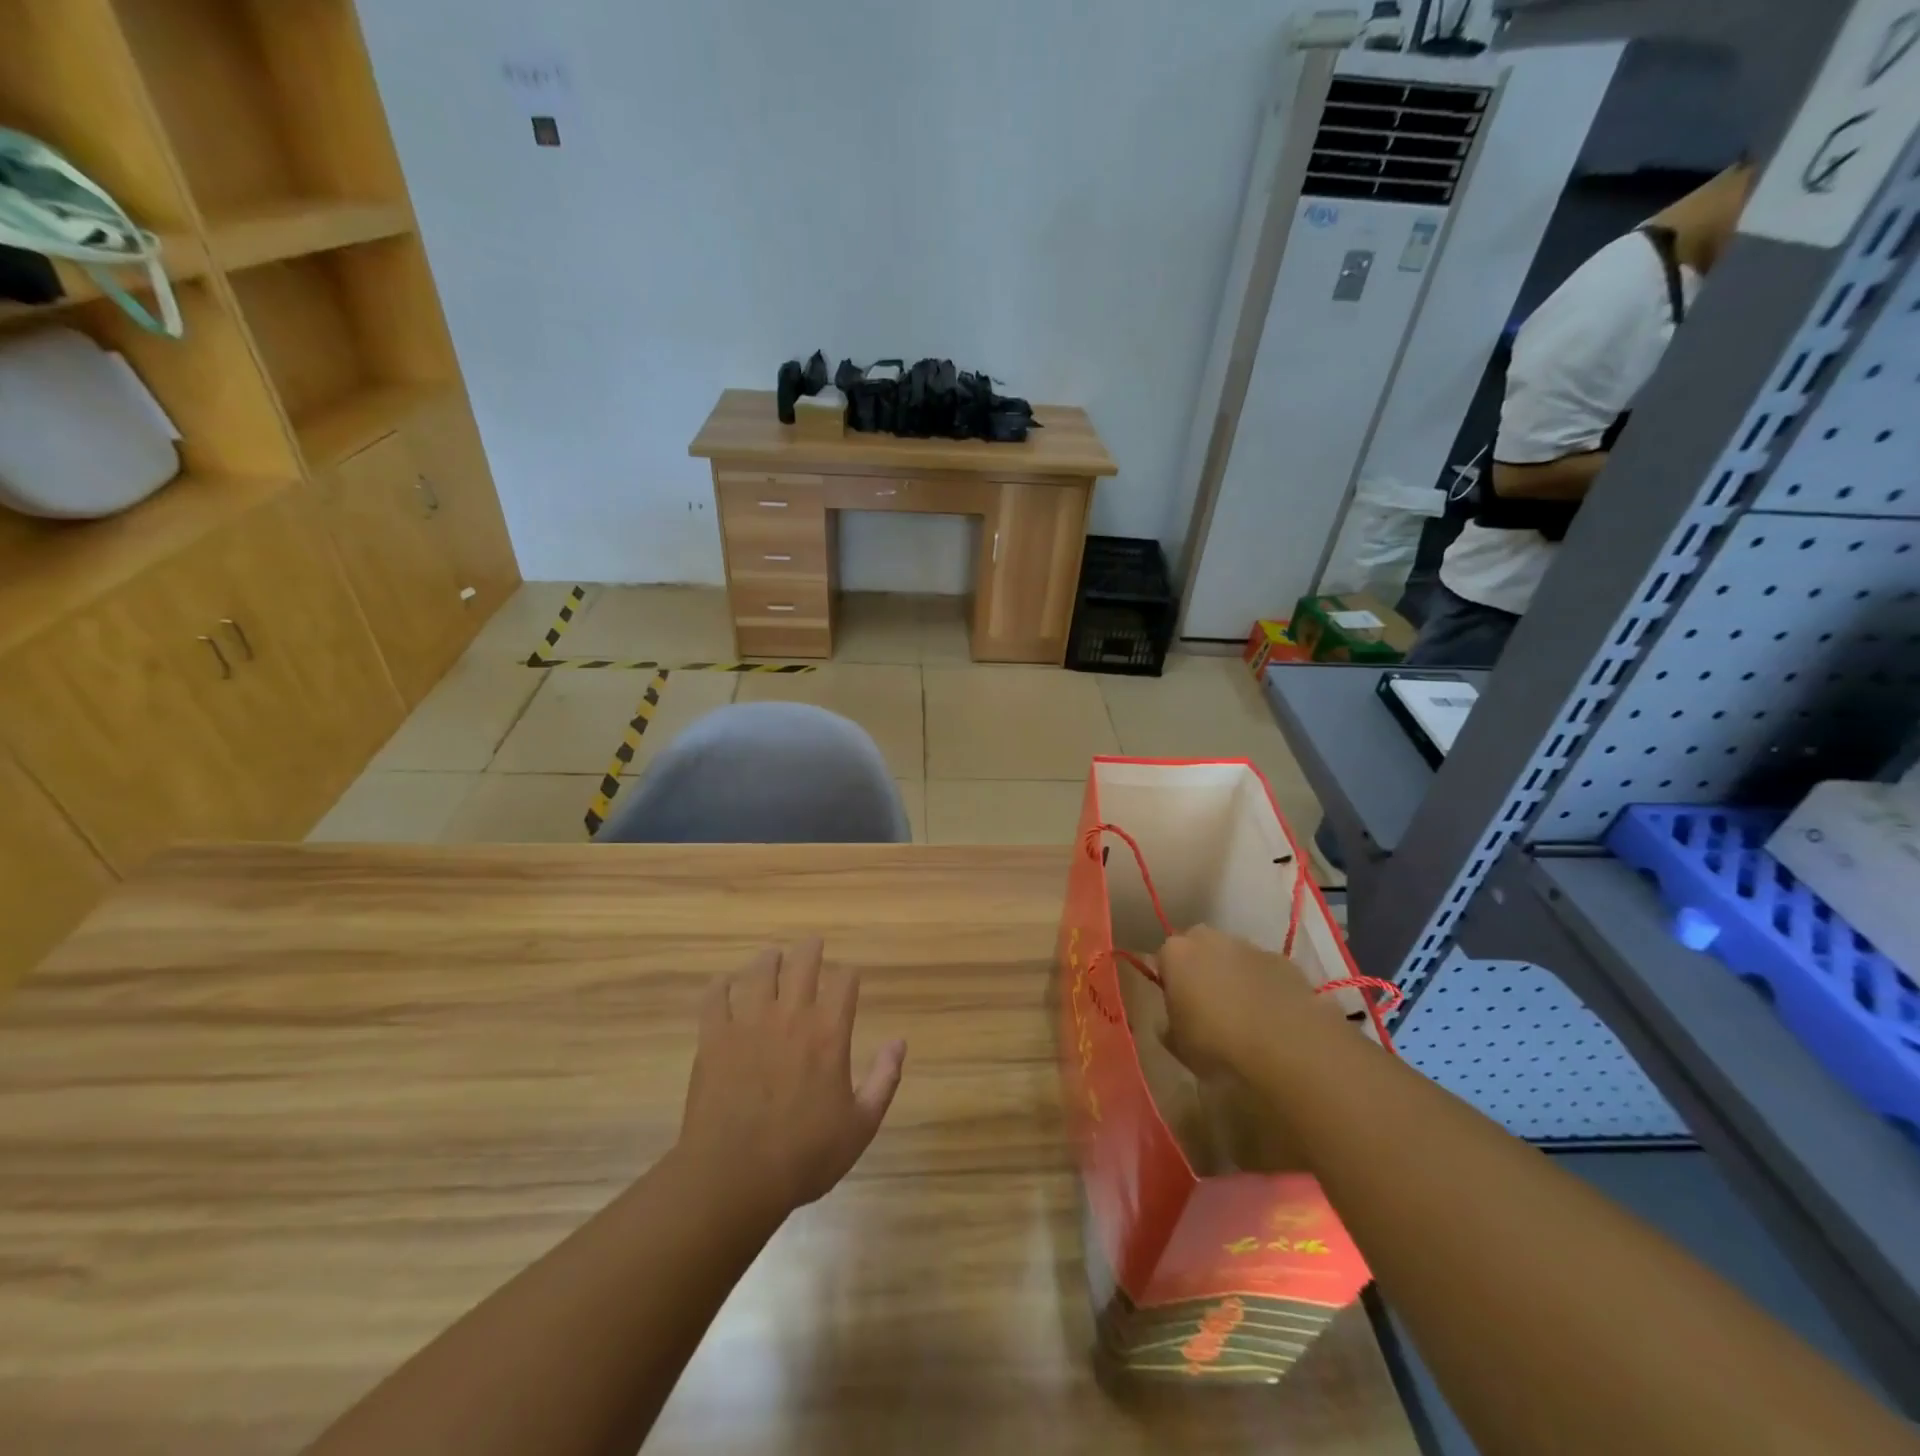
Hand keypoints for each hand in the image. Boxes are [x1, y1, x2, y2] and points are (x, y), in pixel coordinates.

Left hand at [677, 939, 905, 1219]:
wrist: (733, 1179)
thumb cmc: (804, 1156)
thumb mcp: (861, 1126)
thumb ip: (884, 1080)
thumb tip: (899, 1042)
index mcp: (828, 1033)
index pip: (844, 982)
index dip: (849, 974)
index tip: (850, 977)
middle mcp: (790, 1017)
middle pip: (803, 963)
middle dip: (811, 950)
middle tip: (813, 944)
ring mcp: (748, 1024)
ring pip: (760, 972)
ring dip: (769, 960)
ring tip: (773, 957)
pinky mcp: (714, 1038)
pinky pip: (715, 997)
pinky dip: (721, 986)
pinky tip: (724, 985)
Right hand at [1155, 925, 1344, 1074]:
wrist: (1288, 1049)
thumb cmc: (1218, 1046)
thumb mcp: (1179, 1046)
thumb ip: (1169, 1026)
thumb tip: (1171, 1021)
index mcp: (1176, 953)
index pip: (1163, 958)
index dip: (1169, 982)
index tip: (1176, 1007)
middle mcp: (1210, 939)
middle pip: (1198, 948)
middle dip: (1201, 969)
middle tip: (1207, 1006)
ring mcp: (1250, 947)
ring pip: (1234, 956)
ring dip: (1234, 976)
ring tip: (1244, 1015)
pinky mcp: (1285, 962)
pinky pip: (1265, 971)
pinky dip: (1265, 987)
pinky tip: (1272, 1018)